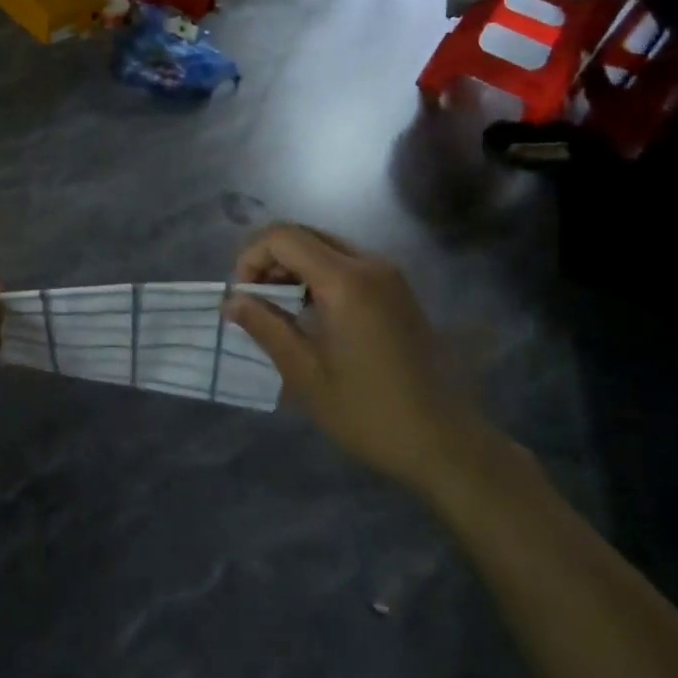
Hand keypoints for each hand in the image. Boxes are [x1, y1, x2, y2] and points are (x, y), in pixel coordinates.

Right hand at [224, 224, 502, 498]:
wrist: (445, 443)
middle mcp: (369, 264)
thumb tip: (231, 302)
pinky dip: (319, 275)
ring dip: (294, 266)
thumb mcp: (305, 373)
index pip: (283, 237)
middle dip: (270, 259)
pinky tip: (312, 314)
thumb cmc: (368, 412)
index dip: (251, 257)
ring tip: (279, 309)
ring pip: (325, 246)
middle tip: (256, 301)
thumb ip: (265, 326)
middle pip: (305, 234)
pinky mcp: (398, 290)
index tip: (242, 297)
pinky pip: (347, 263)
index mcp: (345, 281)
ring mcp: (389, 275)